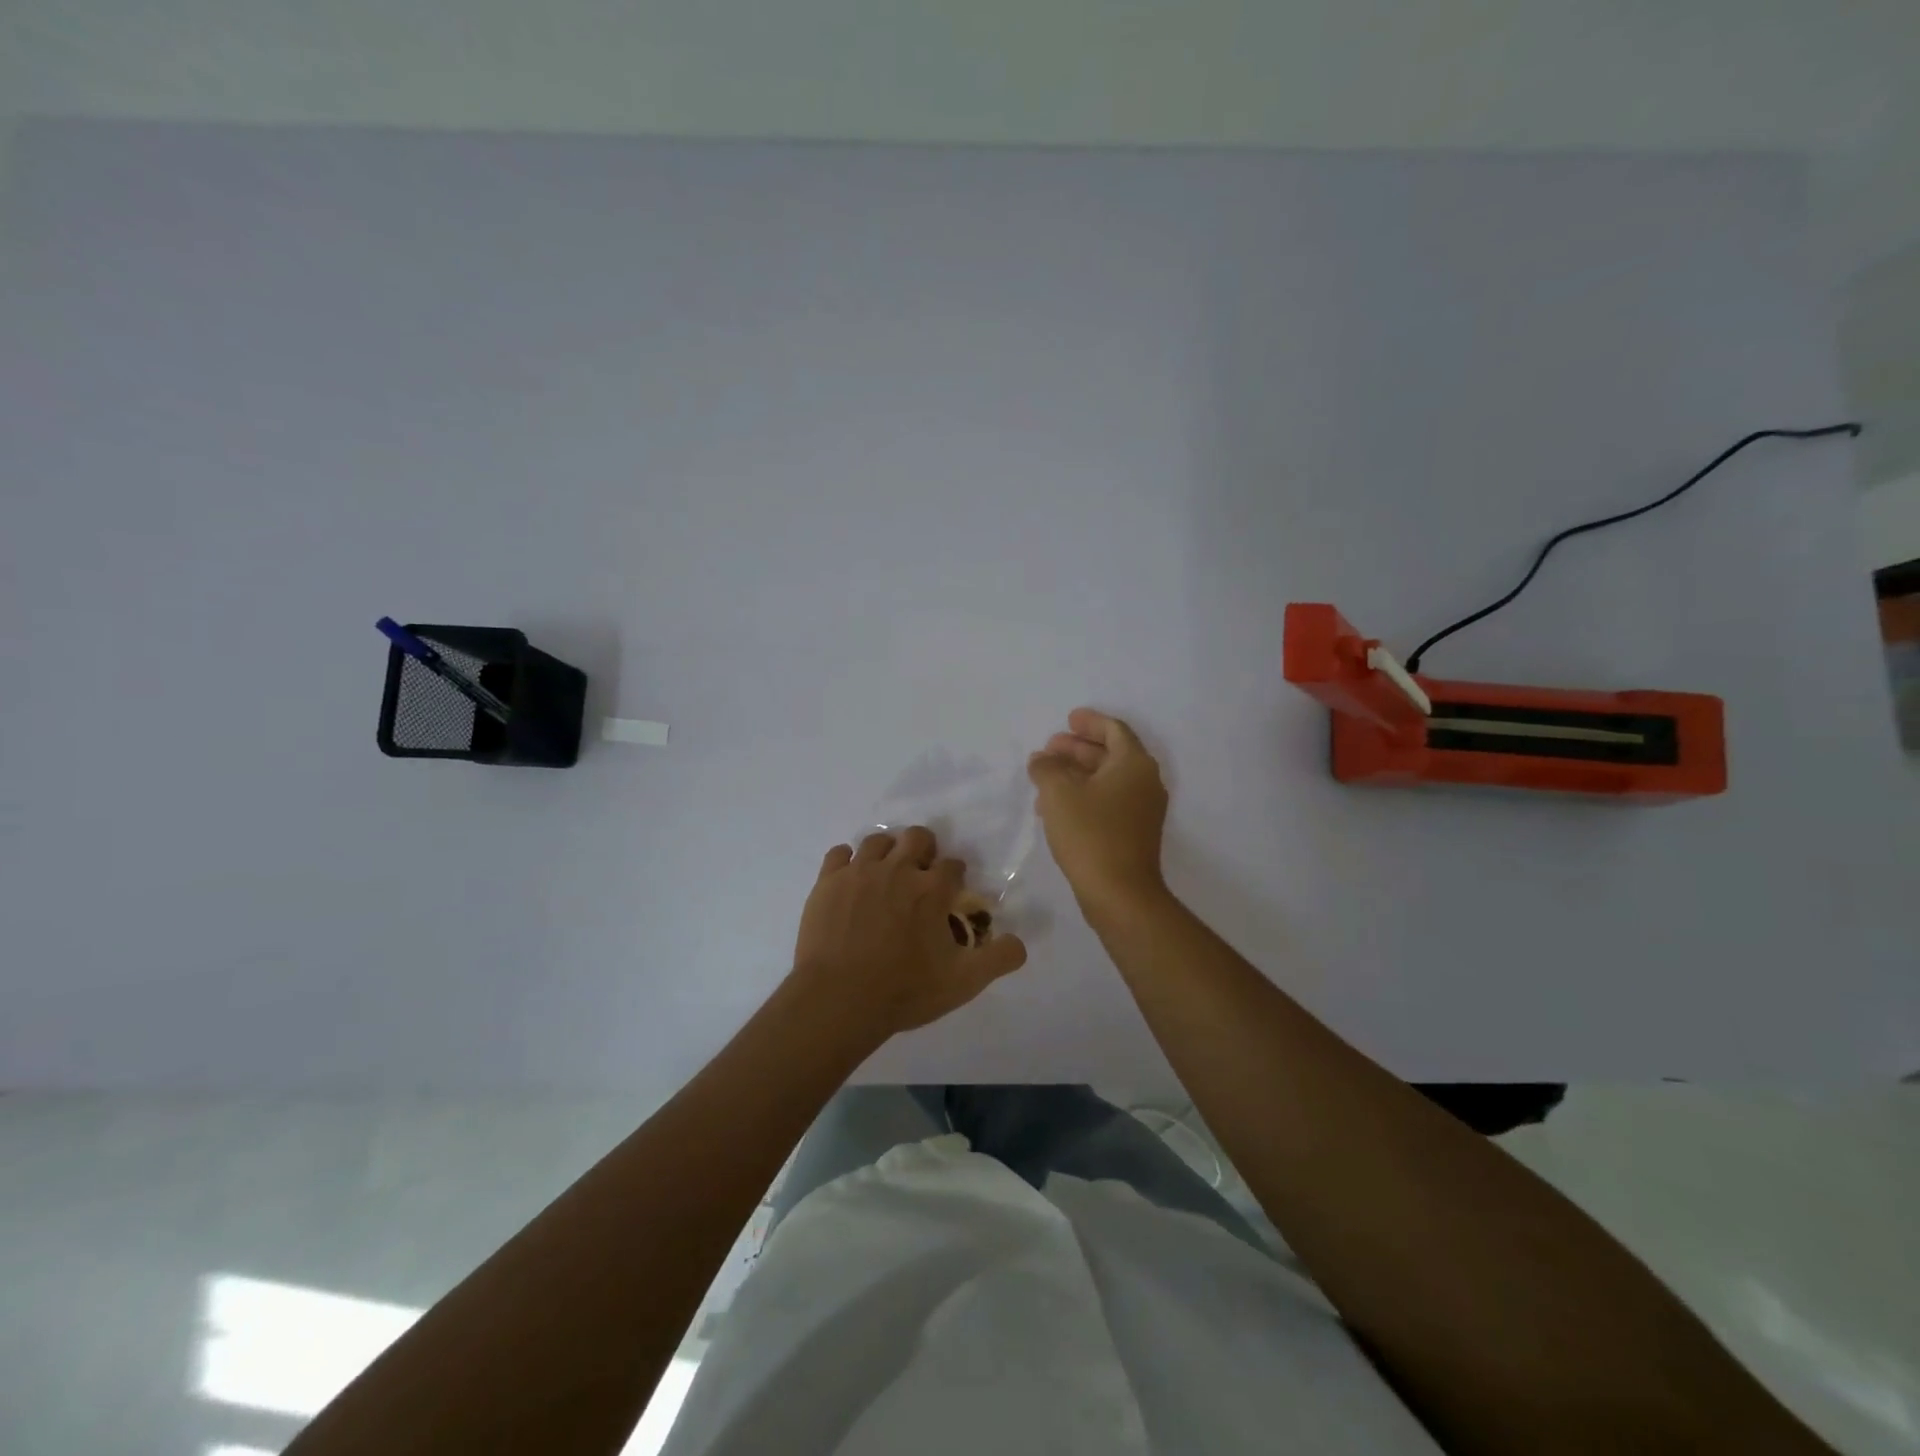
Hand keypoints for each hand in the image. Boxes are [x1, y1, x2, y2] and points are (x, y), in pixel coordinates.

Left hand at [791, 827, 1028, 1041]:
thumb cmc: (904, 990)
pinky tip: (851, 880)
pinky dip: (848, 862)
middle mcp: (898, 869)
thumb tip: (1020, 943)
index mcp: (932, 889)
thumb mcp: (963, 982)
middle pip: (918, 837)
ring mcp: (859, 871)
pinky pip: (839, 853)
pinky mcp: (828, 881)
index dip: (955, 876)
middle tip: (919, 875)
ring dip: (887, 852)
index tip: (950, 892)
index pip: (953, 865)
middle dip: (924, 850)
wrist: (838, 999)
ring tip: (885, 875)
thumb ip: (999, 958)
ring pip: (878, 840)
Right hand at [1028, 708, 1169, 910]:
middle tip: (1049, 748)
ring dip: (1077, 774)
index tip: (1068, 719)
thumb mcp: (1058, 793)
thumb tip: (1042, 760)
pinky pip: (1109, 802)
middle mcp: (1145, 782)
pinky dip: (1085, 795)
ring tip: (1045, 777)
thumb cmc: (1090, 834)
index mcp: (1134, 764)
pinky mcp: (1134, 834)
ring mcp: (1143, 810)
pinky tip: (1056, 807)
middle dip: (1078, 748)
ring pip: (1108, 780)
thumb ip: (1047, 768)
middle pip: (1111, 754)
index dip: (1089, 722)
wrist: (1120, 894)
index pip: (1114, 730)